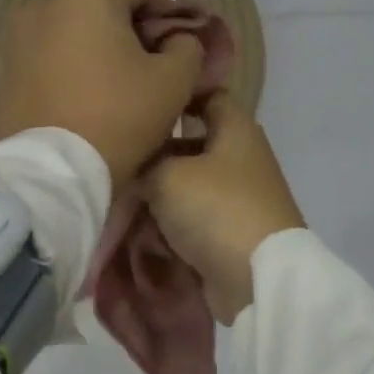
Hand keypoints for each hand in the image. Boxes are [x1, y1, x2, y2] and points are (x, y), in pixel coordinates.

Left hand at [0, 0, 204, 184]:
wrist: (52, 173)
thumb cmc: (118, 118)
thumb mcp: (174, 82)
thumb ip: (187, 47)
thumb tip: (178, 40)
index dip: (166, 13)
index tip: (178, 44)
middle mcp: (42, 1)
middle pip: (97, 2)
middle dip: (125, 25)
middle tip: (145, 61)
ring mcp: (13, 35)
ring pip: (66, 28)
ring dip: (90, 43)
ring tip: (110, 79)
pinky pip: (42, 56)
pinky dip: (62, 65)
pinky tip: (77, 94)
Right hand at [141, 92, 305, 324]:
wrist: (256, 278)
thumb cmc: (216, 208)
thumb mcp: (167, 175)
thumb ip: (145, 163)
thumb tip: (134, 169)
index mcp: (236, 130)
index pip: (208, 95)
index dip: (177, 96)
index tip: (142, 104)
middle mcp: (240, 159)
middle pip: (190, 147)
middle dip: (155, 156)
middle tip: (118, 161)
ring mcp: (238, 199)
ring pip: (186, 187)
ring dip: (157, 196)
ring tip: (121, 202)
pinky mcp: (230, 234)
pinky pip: (191, 220)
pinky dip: (169, 225)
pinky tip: (140, 231)